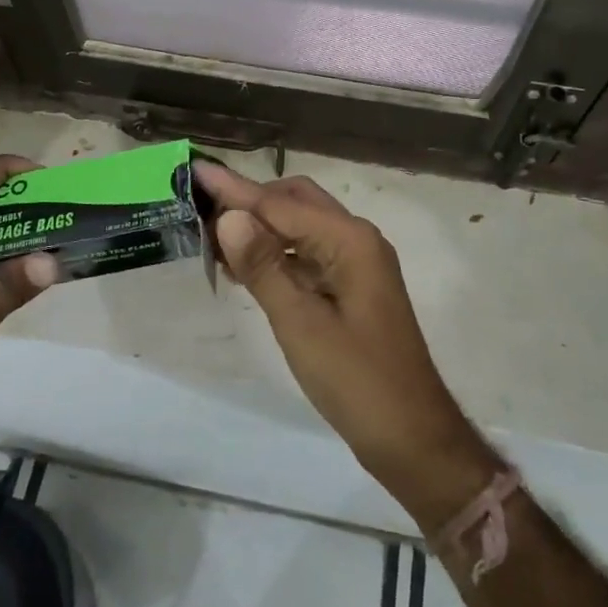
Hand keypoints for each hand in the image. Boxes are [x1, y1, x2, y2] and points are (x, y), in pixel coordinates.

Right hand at [195, 161, 498, 526]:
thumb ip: (264, 267)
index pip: (280, 205)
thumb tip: (228, 217)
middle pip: (295, 203)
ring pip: (302, 227)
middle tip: (202, 208)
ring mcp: (357, 264)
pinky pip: (308, 254)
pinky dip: (277, 253)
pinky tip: (245, 266)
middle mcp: (357, 240)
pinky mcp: (352, 287)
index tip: (196, 169)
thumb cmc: (357, 381)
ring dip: (261, 227)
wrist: (412, 437)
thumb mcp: (301, 324)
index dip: (234, 189)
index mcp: (350, 241)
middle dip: (249, 201)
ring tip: (213, 235)